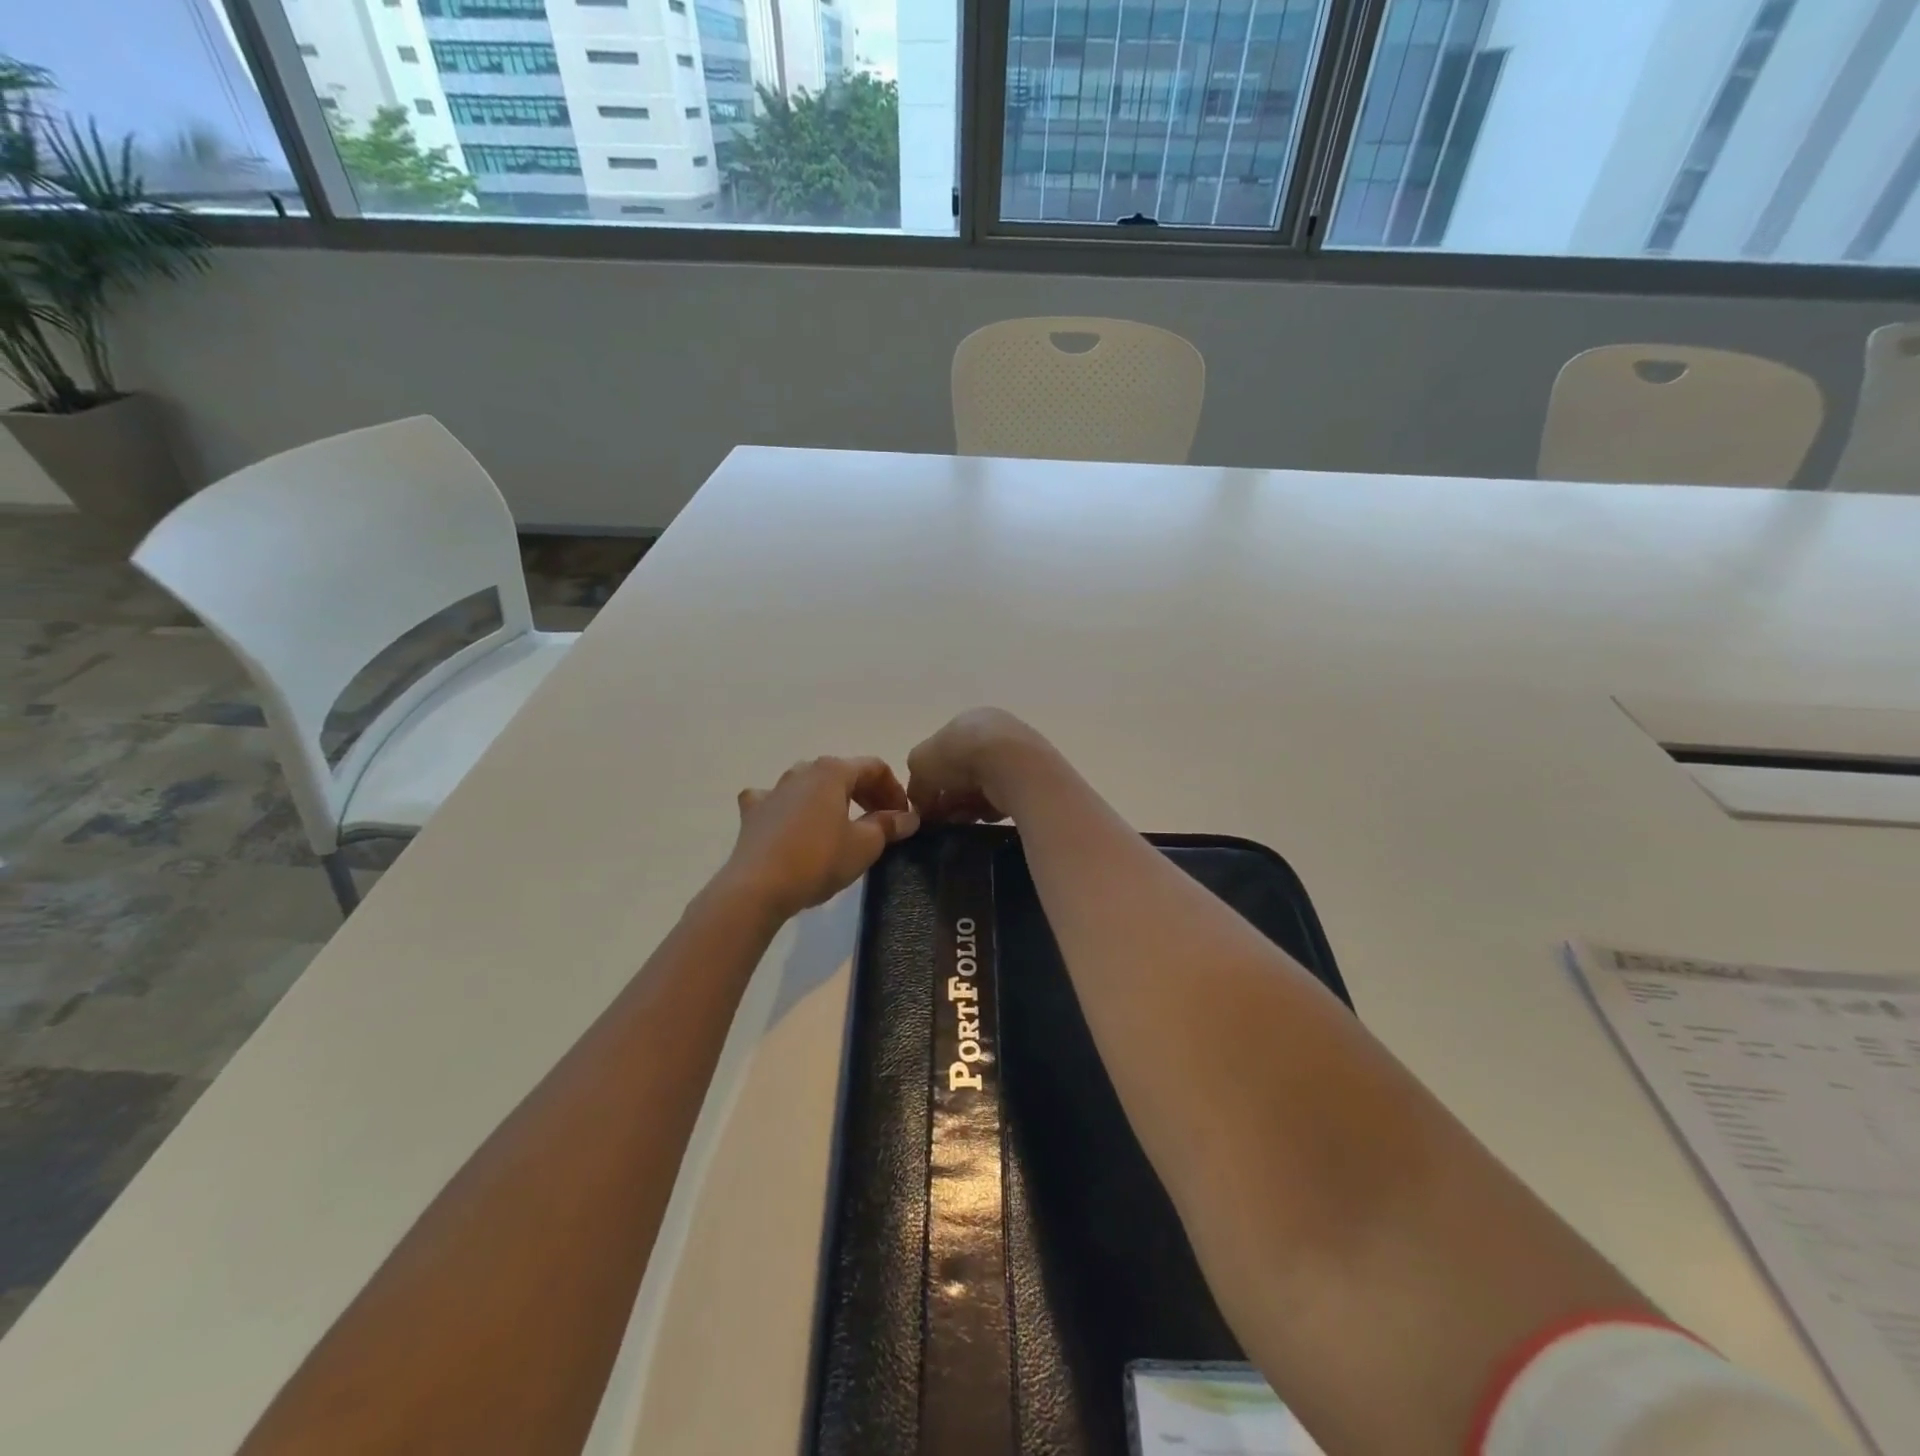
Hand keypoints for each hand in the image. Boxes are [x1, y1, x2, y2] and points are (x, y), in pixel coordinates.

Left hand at [723, 757, 919, 919]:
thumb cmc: (818, 860)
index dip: (895, 790)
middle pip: (843, 773)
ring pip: (810, 785)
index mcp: (832, 771)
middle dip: (867, 794)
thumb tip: (907, 817)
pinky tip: (791, 824)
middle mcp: (802, 771)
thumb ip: (888, 826)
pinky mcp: (753, 813)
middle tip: (882, 823)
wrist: (757, 888)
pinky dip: (789, 808)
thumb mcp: (864, 845)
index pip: (875, 768)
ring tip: (843, 825)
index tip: (904, 817)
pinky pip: (776, 802)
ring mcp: (773, 790)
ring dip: (832, 800)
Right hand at [906, 708, 1054, 822]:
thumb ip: (916, 783)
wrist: (1013, 766)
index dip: (932, 778)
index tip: (926, 803)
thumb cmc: (961, 755)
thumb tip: (921, 804)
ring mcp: (1017, 755)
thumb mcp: (920, 764)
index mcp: (968, 721)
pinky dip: (992, 810)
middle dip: (950, 797)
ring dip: (969, 806)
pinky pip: (1005, 799)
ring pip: (984, 787)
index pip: (944, 751)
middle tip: (942, 818)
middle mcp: (995, 732)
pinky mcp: (1033, 779)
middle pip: (965, 772)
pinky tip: (986, 817)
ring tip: (961, 821)